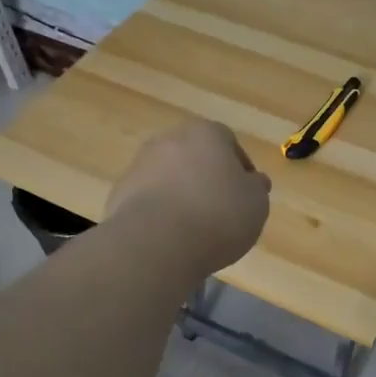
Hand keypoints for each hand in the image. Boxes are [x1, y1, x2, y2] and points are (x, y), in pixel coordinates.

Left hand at [108, 119, 271, 273]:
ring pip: (169, 177)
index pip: (228, 141)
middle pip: (195, 156)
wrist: (156, 244)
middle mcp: (168, 140)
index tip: (246, 194)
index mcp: (205, 133)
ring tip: (195, 230)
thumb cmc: (217, 215)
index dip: (240, 168)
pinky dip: (160, 214)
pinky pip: (149, 201)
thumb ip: (256, 188)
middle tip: (221, 210)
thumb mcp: (256, 204)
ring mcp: (139, 165)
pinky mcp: (119, 194)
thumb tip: (253, 181)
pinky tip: (171, 238)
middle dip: (207, 178)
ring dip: (182, 195)